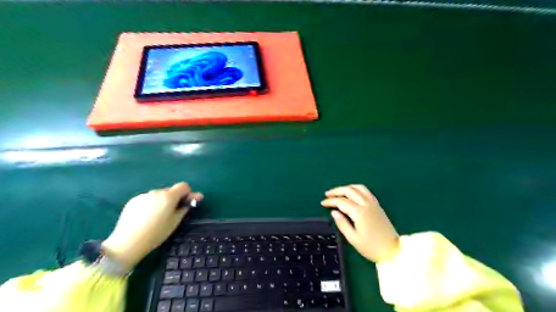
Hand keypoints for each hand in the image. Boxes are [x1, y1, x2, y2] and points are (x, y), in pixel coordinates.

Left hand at [101, 183, 202, 270]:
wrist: (128, 243)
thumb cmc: (156, 233)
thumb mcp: (175, 222)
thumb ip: (184, 208)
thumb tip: (190, 200)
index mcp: (169, 196)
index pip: (183, 186)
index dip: (188, 193)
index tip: (189, 202)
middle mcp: (156, 192)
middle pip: (170, 190)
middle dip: (175, 198)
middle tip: (174, 212)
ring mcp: (143, 196)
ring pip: (158, 195)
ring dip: (162, 201)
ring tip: (158, 216)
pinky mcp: (133, 201)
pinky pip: (147, 199)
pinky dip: (151, 204)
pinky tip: (146, 217)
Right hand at [322, 185, 399, 262]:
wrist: (393, 250)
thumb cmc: (371, 247)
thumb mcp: (353, 239)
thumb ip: (342, 224)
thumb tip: (334, 212)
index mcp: (359, 212)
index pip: (342, 202)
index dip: (331, 201)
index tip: (323, 203)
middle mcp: (366, 204)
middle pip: (349, 191)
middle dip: (337, 191)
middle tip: (327, 194)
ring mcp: (373, 203)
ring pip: (358, 188)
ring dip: (346, 188)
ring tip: (338, 192)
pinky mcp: (377, 205)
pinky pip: (365, 191)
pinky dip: (356, 189)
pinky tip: (352, 194)